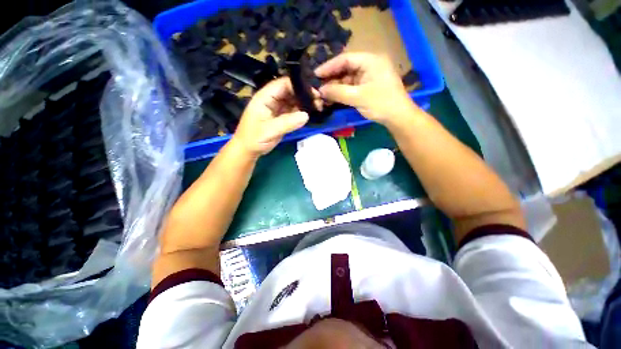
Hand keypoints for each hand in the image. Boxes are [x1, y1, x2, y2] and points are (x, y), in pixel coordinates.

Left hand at [232, 78, 314, 157]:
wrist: (249, 150)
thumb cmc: (254, 139)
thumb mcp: (269, 131)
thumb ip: (287, 122)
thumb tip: (306, 115)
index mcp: (265, 97)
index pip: (283, 84)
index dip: (298, 85)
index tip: (313, 92)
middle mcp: (272, 100)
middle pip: (290, 91)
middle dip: (304, 94)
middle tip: (319, 100)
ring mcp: (277, 109)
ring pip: (293, 101)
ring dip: (304, 103)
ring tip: (318, 107)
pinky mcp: (281, 117)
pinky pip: (293, 111)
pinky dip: (301, 112)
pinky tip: (311, 114)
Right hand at [315, 53, 415, 125]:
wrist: (398, 117)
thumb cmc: (380, 103)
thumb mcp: (357, 97)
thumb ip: (337, 92)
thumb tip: (320, 90)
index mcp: (370, 60)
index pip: (345, 59)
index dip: (329, 66)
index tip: (316, 75)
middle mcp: (369, 65)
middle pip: (346, 68)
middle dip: (331, 78)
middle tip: (318, 86)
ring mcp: (369, 76)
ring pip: (348, 79)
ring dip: (336, 87)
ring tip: (323, 94)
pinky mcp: (368, 86)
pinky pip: (352, 86)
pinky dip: (342, 92)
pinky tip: (333, 98)